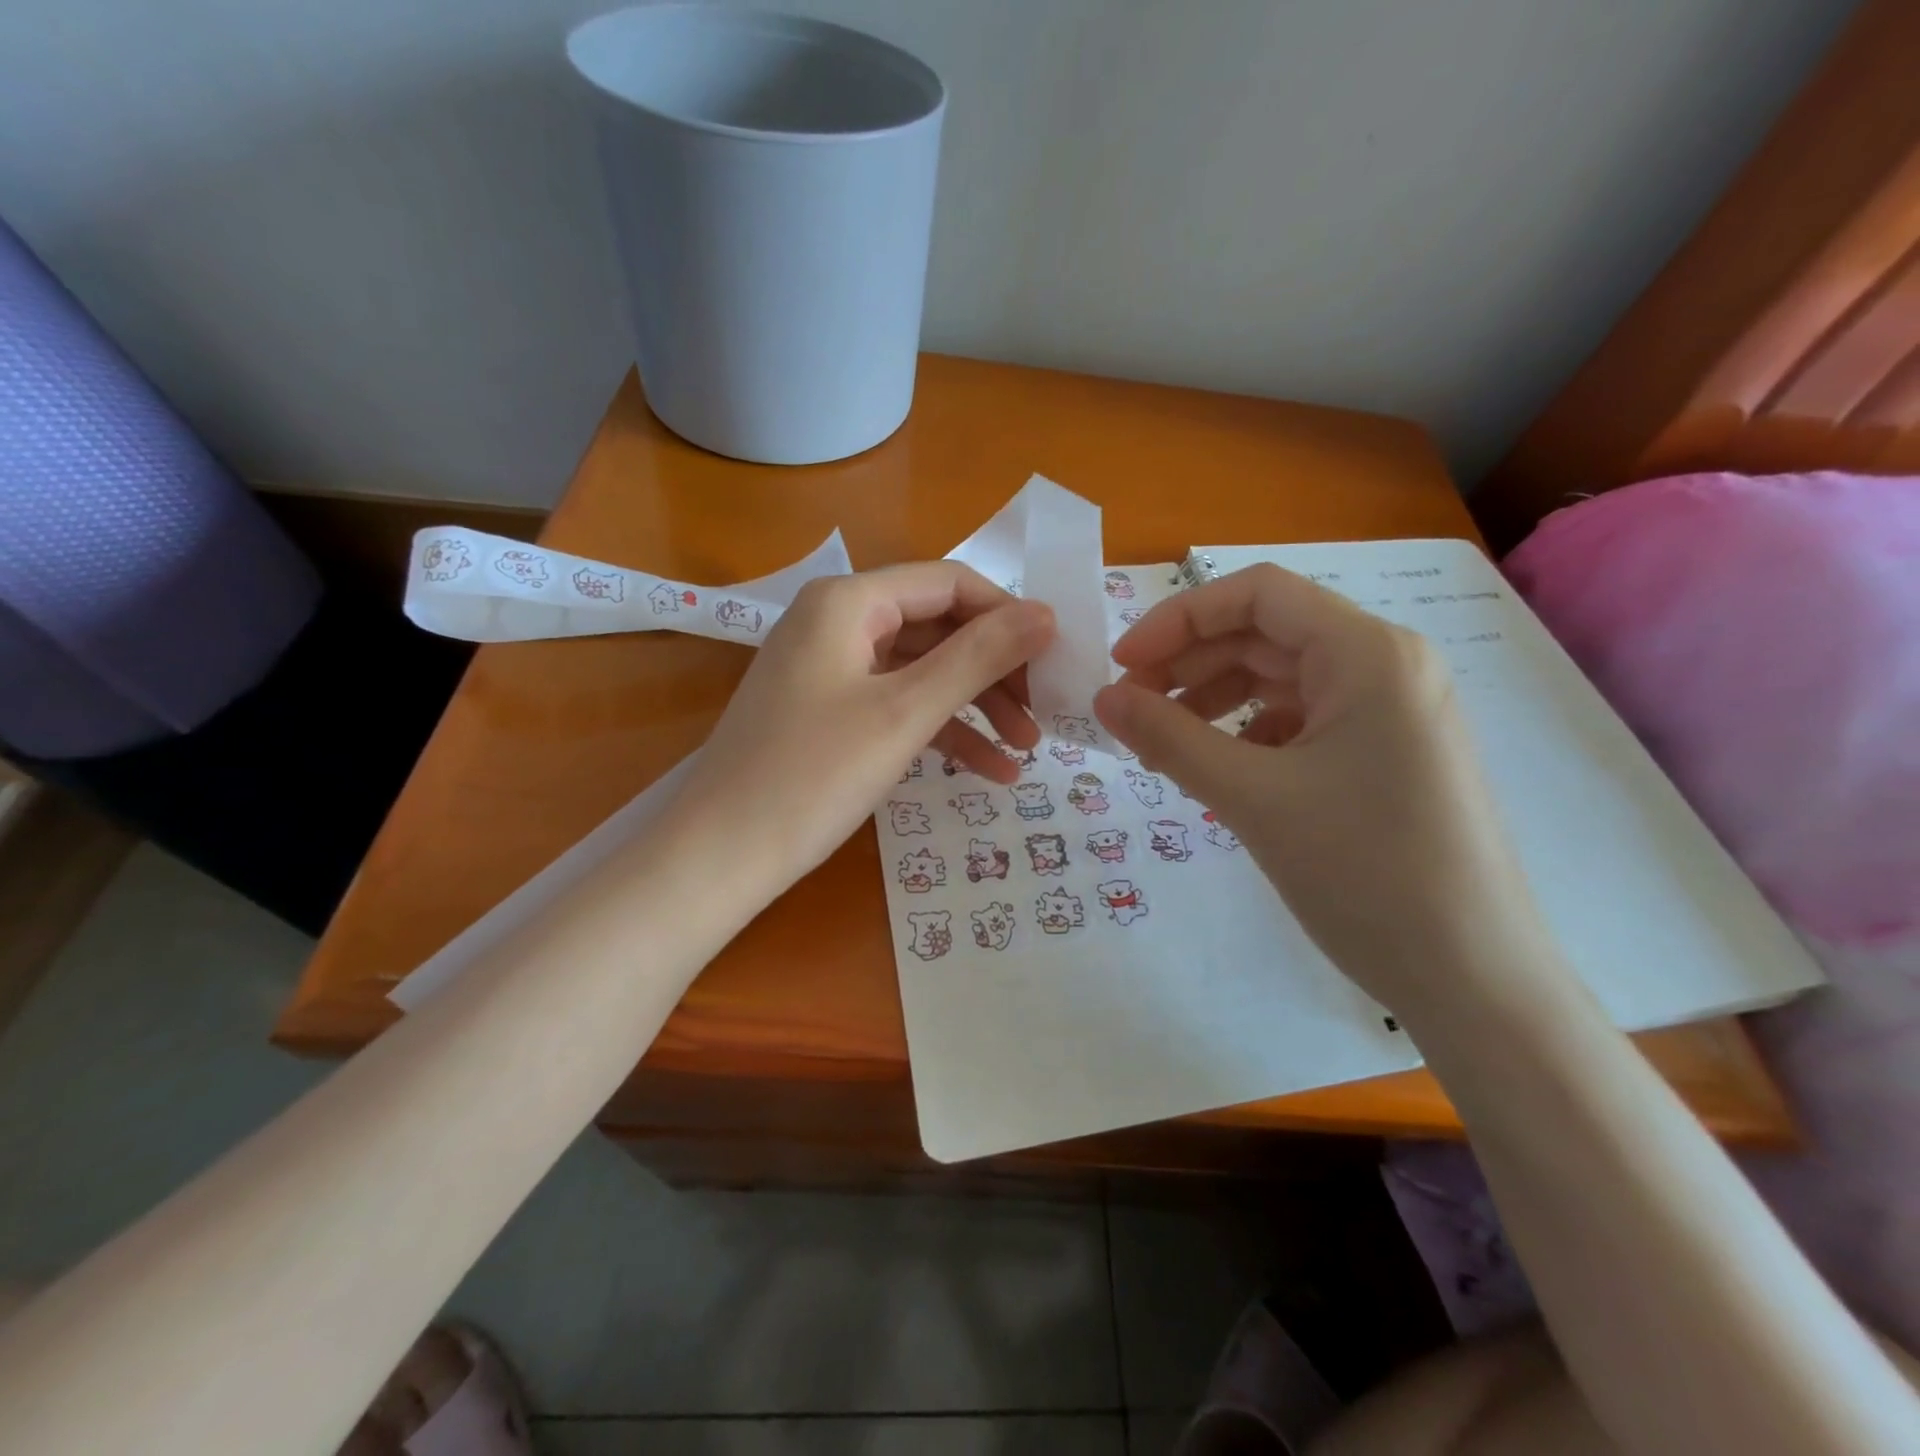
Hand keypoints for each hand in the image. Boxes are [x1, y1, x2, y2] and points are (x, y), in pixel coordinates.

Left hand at [666, 562, 1055, 894]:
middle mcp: (836, 621)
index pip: (949, 583)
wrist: (719, 856)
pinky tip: (988, 771)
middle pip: (938, 627)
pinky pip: (896, 705)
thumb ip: (977, 658)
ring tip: (1026, 750)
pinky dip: (940, 731)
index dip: (1007, 615)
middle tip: (1043, 713)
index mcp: (848, 601)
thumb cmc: (812, 776)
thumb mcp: (904, 713)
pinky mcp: (828, 711)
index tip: (1056, 658)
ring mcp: (829, 668)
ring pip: (921, 671)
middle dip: (994, 670)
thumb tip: (1045, 614)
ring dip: (975, 707)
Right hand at [1093, 563, 1558, 1016]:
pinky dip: (1247, 733)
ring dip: (1213, 699)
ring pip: (1280, 679)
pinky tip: (1218, 769)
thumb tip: (1103, 698)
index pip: (1256, 595)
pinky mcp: (1385, 754)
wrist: (1473, 979)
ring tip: (1163, 743)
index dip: (1178, 619)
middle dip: (1189, 664)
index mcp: (1367, 653)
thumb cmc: (1365, 873)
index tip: (1123, 665)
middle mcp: (1385, 666)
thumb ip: (1168, 738)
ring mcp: (1390, 711)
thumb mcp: (1252, 799)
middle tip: (1129, 709)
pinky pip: (1300, 719)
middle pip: (1265, 634)